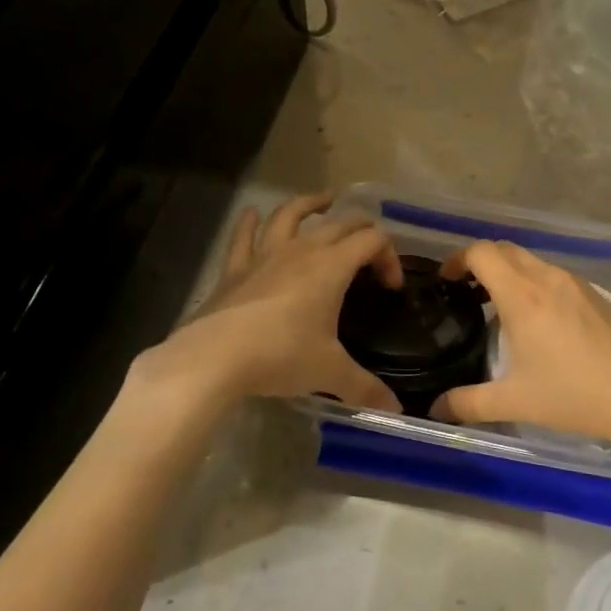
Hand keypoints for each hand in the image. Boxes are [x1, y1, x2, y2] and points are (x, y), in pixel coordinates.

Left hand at [136, 193, 403, 411]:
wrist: (216, 357)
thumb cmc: (281, 356)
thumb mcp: (329, 372)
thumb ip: (365, 387)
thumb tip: (395, 409)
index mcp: (332, 266)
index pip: (372, 240)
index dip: (389, 255)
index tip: (390, 287)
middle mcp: (302, 250)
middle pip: (340, 223)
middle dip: (362, 228)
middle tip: (370, 245)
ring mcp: (265, 255)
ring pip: (290, 215)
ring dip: (309, 204)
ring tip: (323, 202)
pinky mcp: (235, 268)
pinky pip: (244, 236)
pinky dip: (250, 222)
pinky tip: (252, 214)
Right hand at [433, 241, 610, 449]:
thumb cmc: (573, 394)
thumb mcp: (515, 402)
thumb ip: (468, 403)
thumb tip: (436, 409)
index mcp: (522, 295)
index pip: (482, 253)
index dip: (458, 259)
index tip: (446, 280)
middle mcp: (547, 278)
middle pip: (505, 249)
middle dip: (481, 262)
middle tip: (467, 291)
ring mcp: (575, 283)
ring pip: (532, 260)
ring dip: (509, 271)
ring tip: (499, 306)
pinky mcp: (595, 294)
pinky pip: (554, 275)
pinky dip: (534, 282)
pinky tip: (539, 319)